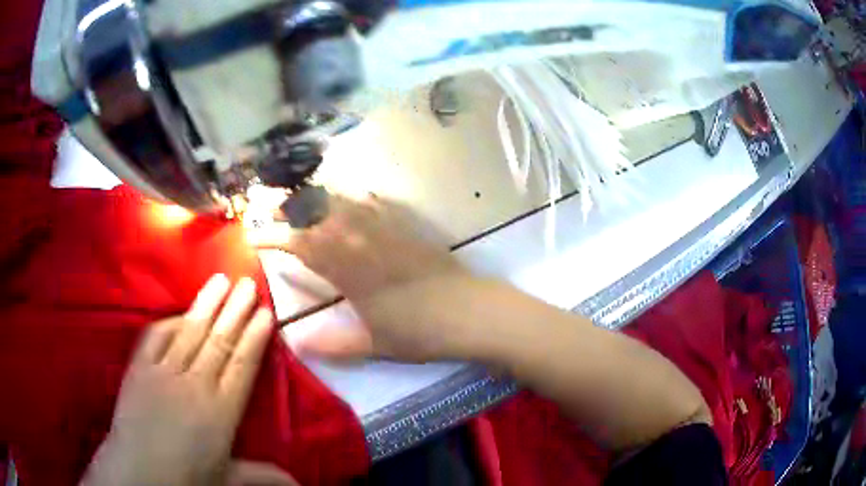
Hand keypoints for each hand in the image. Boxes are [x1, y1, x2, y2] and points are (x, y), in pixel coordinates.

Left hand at [82, 275, 290, 485]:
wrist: (138, 471)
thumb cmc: (186, 479)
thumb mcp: (228, 480)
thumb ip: (263, 476)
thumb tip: (301, 484)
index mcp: (221, 413)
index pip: (242, 367)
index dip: (255, 338)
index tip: (266, 313)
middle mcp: (195, 385)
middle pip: (219, 342)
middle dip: (236, 311)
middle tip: (249, 283)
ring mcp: (164, 372)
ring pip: (190, 331)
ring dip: (208, 304)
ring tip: (222, 280)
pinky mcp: (140, 367)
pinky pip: (156, 336)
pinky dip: (170, 321)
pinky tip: (181, 312)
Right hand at [249, 195, 476, 361]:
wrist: (471, 312)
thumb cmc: (421, 332)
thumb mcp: (375, 345)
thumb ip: (334, 344)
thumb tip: (296, 343)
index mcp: (350, 269)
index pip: (302, 245)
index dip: (273, 238)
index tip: (252, 237)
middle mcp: (363, 240)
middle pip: (318, 213)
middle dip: (288, 206)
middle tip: (267, 206)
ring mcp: (387, 229)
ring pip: (344, 201)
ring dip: (317, 196)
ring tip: (298, 197)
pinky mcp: (408, 226)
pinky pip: (376, 202)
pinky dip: (356, 196)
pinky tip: (350, 196)